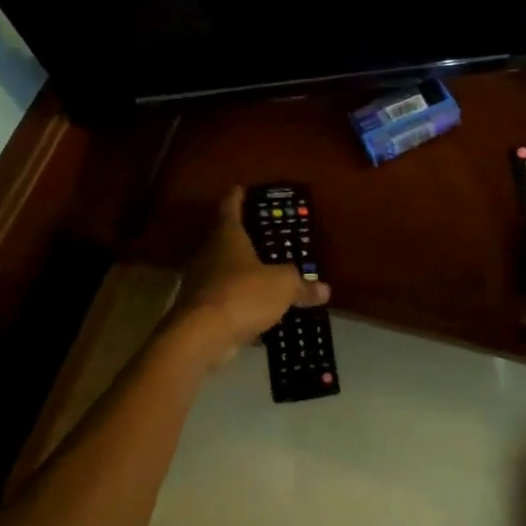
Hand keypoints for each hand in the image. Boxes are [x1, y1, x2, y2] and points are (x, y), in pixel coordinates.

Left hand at [169, 187, 329, 365]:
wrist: (200, 337)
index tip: (241, 188)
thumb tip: (324, 289)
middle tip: (266, 236)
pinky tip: (259, 312)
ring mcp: (202, 284)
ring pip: (225, 272)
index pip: (230, 208)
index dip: (237, 198)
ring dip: (243, 273)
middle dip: (244, 238)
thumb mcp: (283, 286)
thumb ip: (302, 285)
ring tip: (267, 275)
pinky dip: (241, 302)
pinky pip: (226, 300)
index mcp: (227, 237)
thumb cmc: (243, 294)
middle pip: (226, 240)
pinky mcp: (201, 311)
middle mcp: (210, 255)